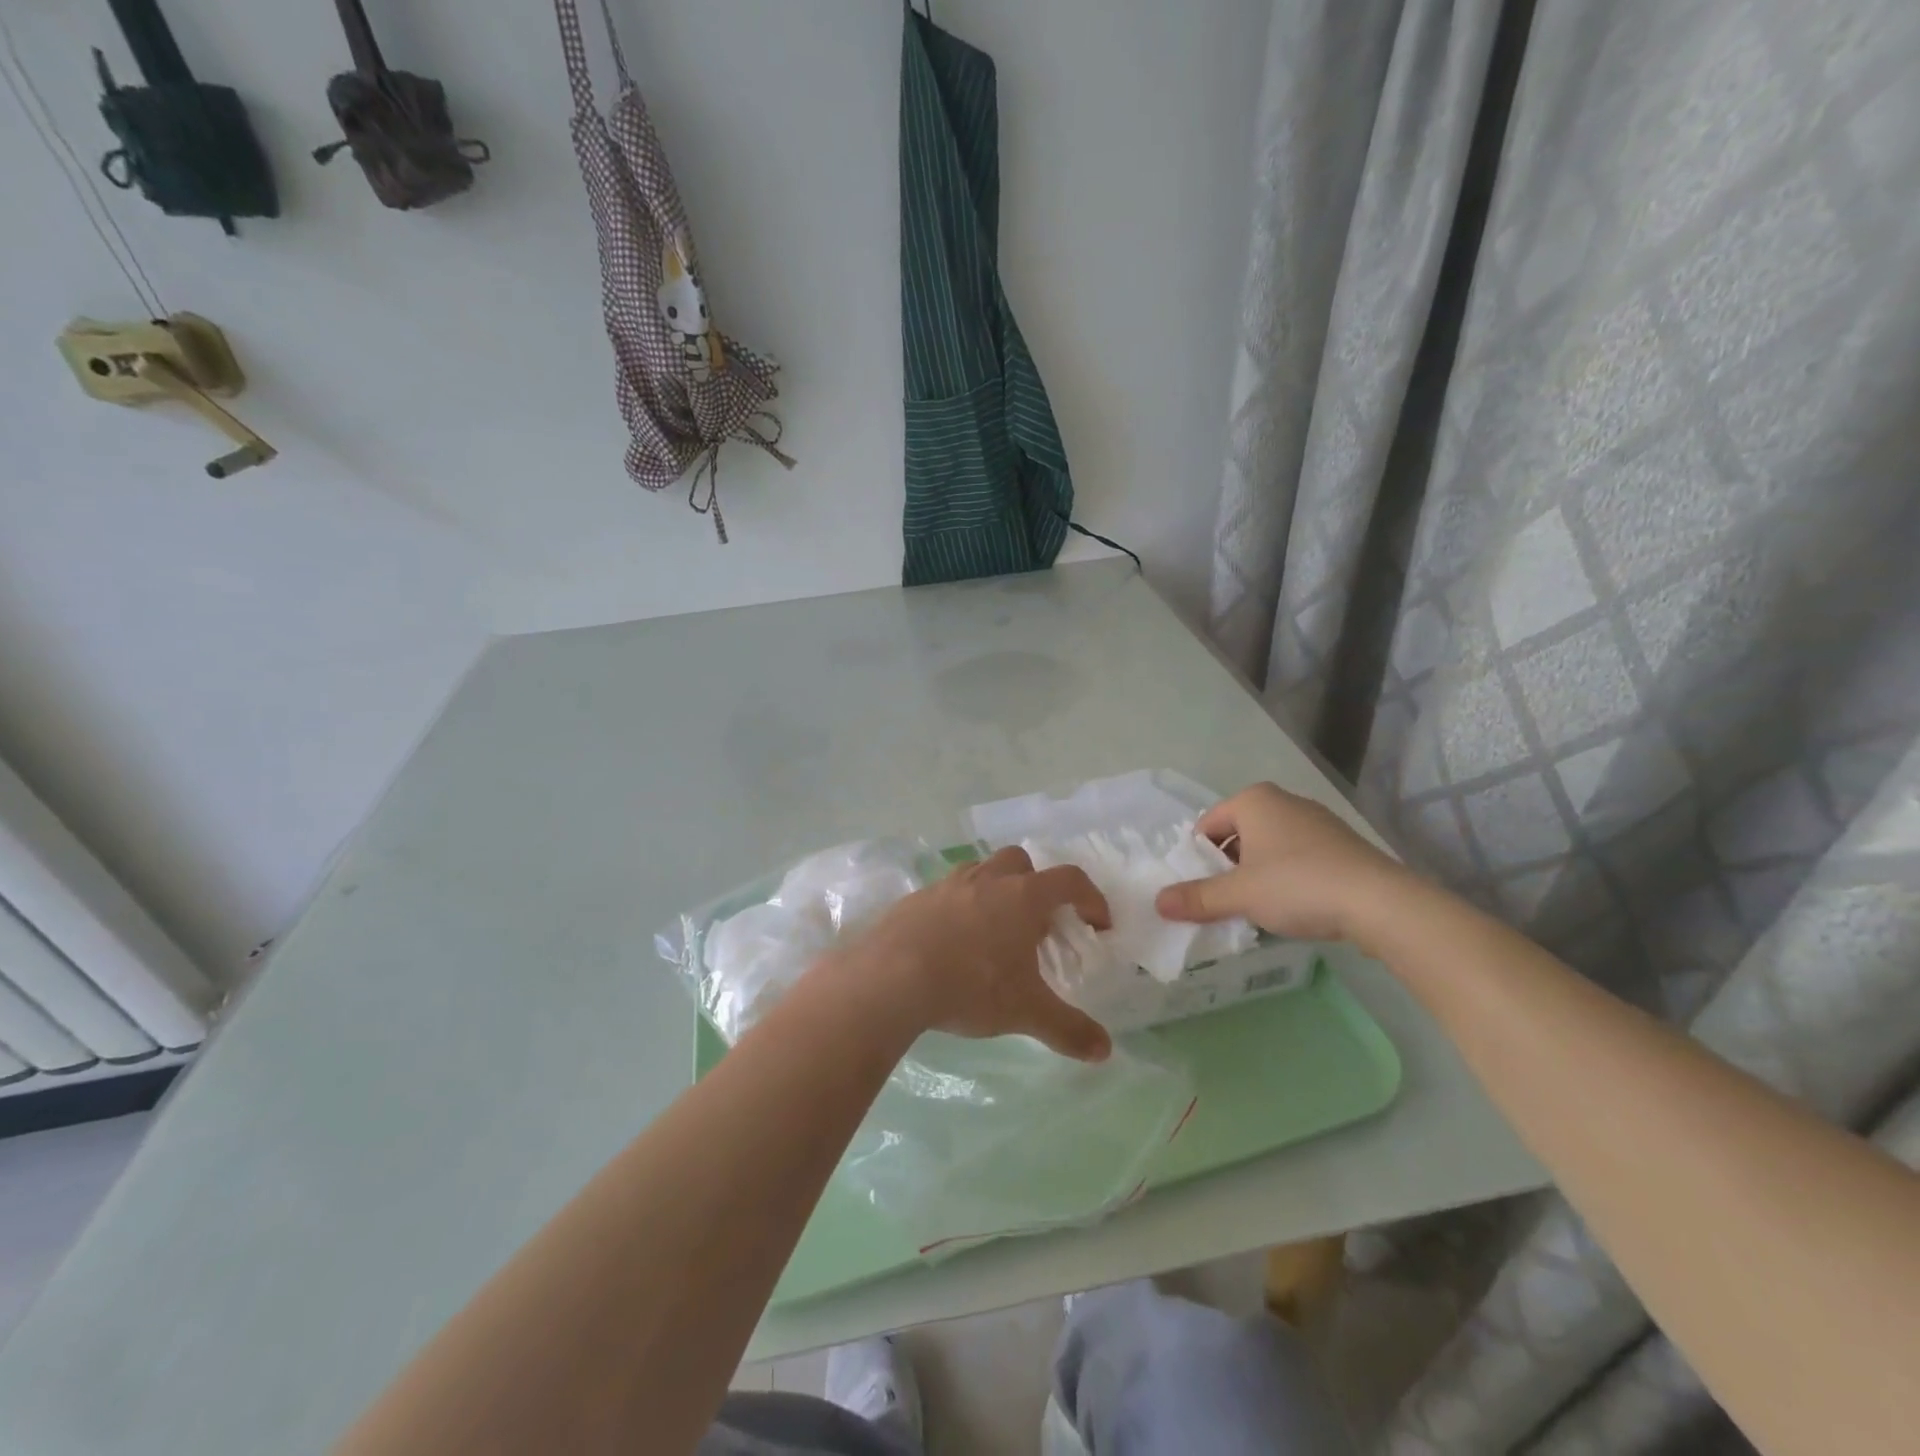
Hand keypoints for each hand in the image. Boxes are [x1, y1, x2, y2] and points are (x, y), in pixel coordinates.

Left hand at [842, 847, 1113, 1062]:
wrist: (891, 977)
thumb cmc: (970, 986)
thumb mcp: (1025, 1012)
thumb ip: (1068, 1029)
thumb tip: (1104, 1051)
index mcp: (1022, 896)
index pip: (1069, 881)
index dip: (1091, 898)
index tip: (1097, 924)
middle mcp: (987, 879)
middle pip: (1021, 862)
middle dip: (1036, 884)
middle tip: (1036, 924)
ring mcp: (948, 884)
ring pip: (981, 871)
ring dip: (996, 892)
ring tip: (994, 933)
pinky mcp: (916, 898)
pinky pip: (947, 892)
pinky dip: (960, 908)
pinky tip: (952, 944)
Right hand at [1154, 782, 1408, 944]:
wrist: (1380, 902)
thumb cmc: (1297, 885)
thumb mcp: (1239, 895)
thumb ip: (1197, 898)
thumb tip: (1158, 903)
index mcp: (1254, 800)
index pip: (1207, 826)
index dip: (1198, 859)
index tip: (1201, 890)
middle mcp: (1284, 801)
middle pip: (1237, 835)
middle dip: (1227, 868)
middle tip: (1224, 902)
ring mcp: (1317, 821)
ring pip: (1268, 847)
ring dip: (1256, 875)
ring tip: (1257, 909)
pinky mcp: (1340, 844)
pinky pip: (1297, 857)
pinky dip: (1286, 878)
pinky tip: (1293, 906)